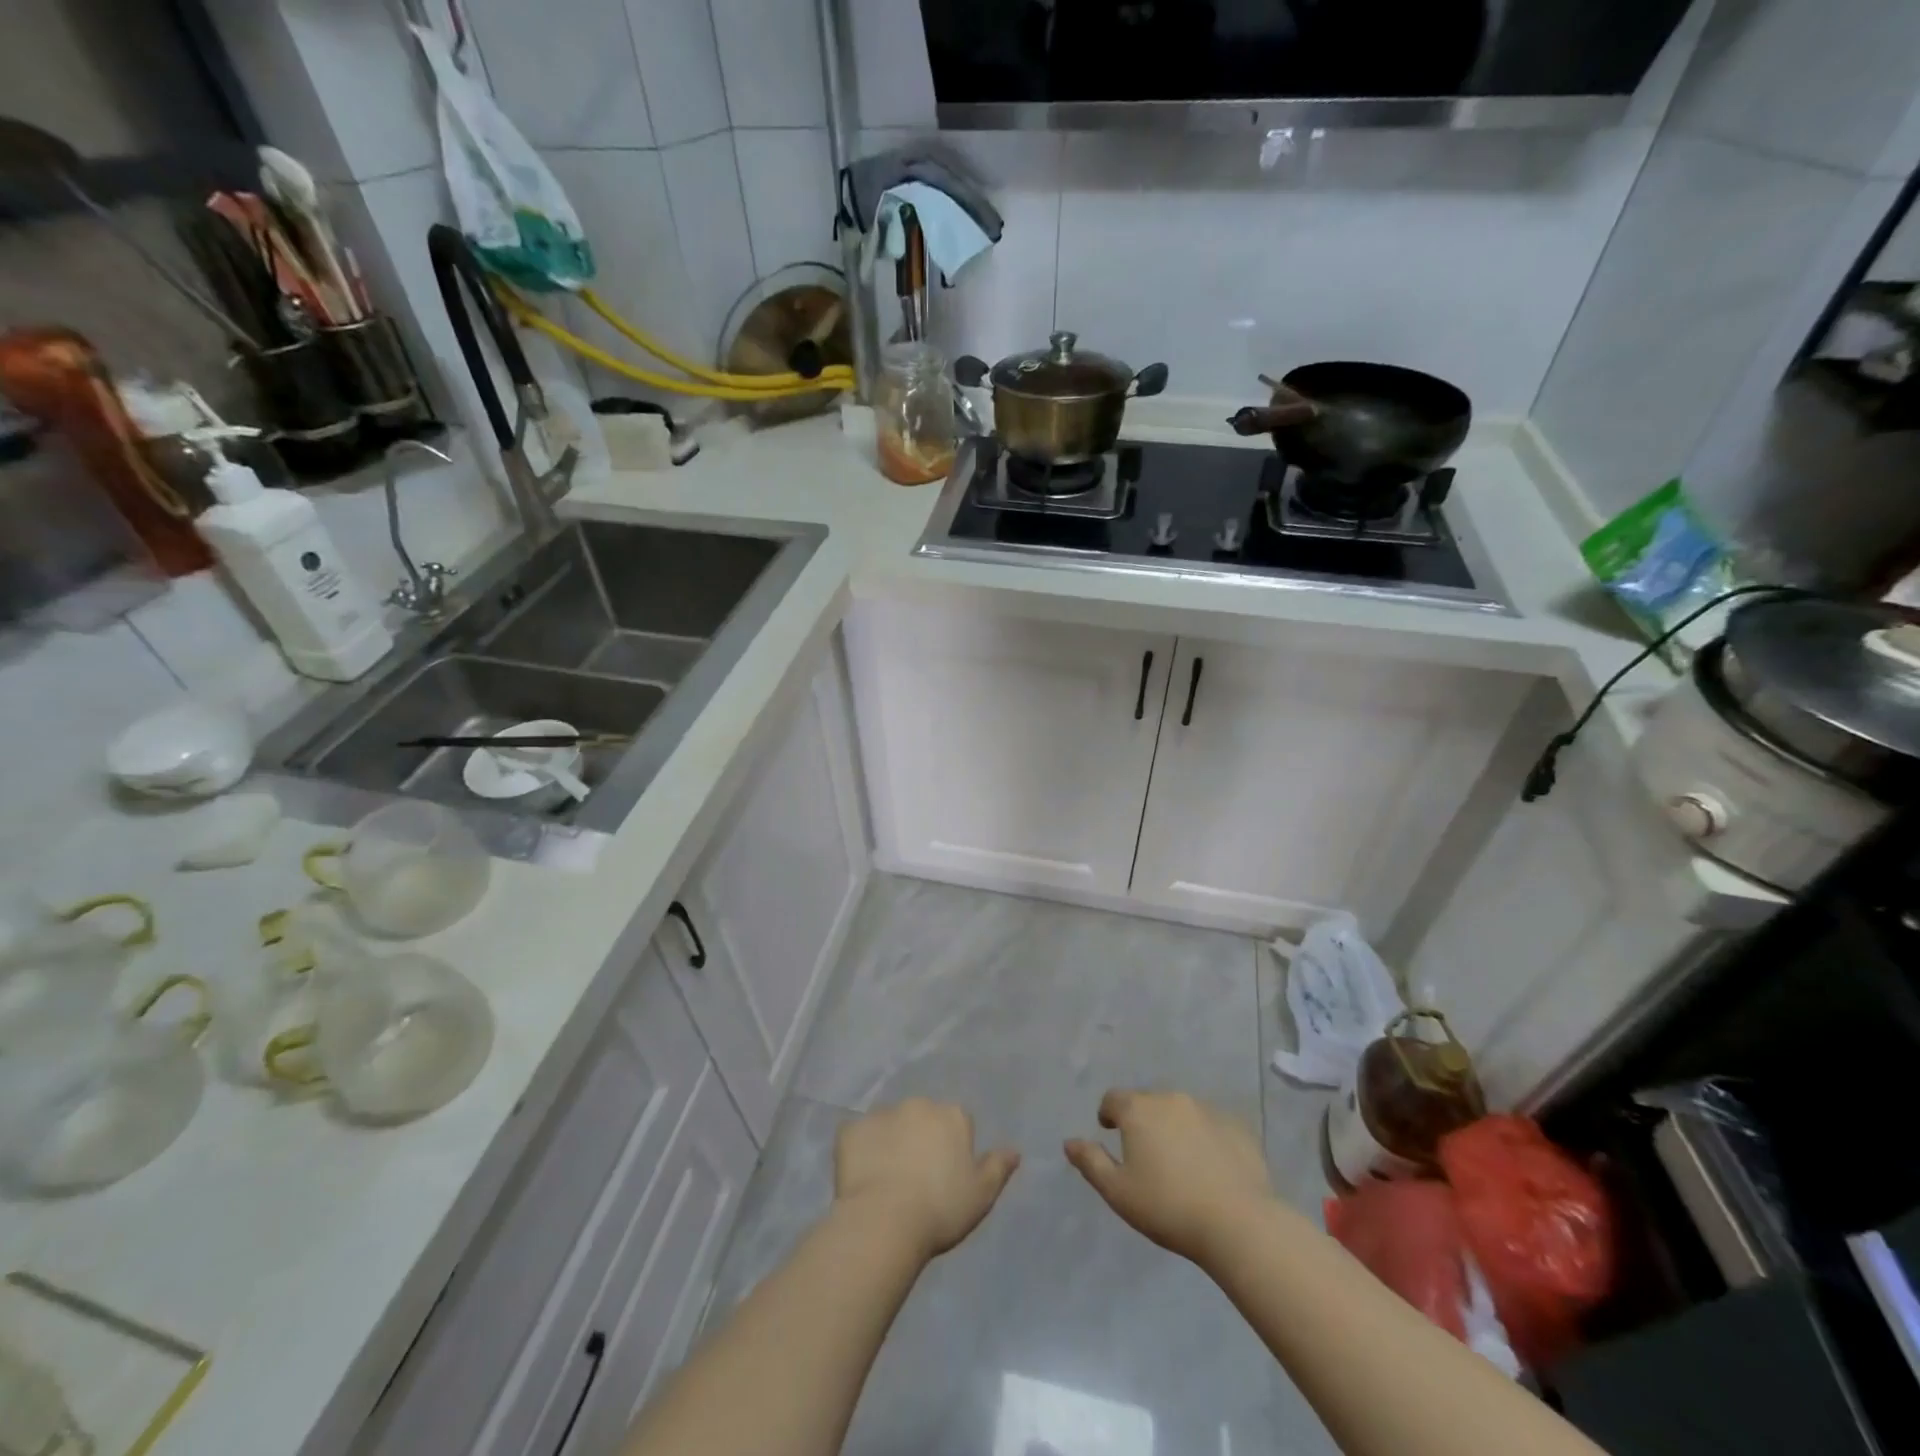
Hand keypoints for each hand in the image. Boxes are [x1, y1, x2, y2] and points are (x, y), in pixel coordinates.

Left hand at [834, 1099, 1019, 1259]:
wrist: (885, 1221)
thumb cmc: (941, 1209)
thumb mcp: (982, 1194)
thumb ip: (998, 1167)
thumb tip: (1014, 1150)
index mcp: (952, 1115)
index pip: (957, 1123)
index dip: (952, 1149)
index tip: (946, 1177)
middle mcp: (918, 1104)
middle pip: (922, 1118)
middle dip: (920, 1139)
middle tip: (916, 1179)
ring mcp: (881, 1114)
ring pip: (889, 1125)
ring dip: (890, 1143)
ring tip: (887, 1182)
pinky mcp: (851, 1130)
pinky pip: (857, 1137)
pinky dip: (860, 1152)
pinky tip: (862, 1179)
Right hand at [1065, 1090, 1273, 1263]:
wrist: (1238, 1223)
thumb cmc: (1168, 1207)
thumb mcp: (1118, 1192)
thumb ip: (1091, 1162)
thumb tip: (1070, 1142)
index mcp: (1139, 1110)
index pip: (1114, 1098)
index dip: (1108, 1113)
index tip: (1110, 1132)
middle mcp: (1171, 1098)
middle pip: (1148, 1101)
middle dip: (1142, 1120)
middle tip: (1145, 1153)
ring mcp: (1207, 1109)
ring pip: (1181, 1110)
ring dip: (1174, 1126)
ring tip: (1179, 1161)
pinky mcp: (1237, 1126)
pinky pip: (1212, 1124)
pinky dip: (1205, 1137)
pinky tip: (1211, 1166)